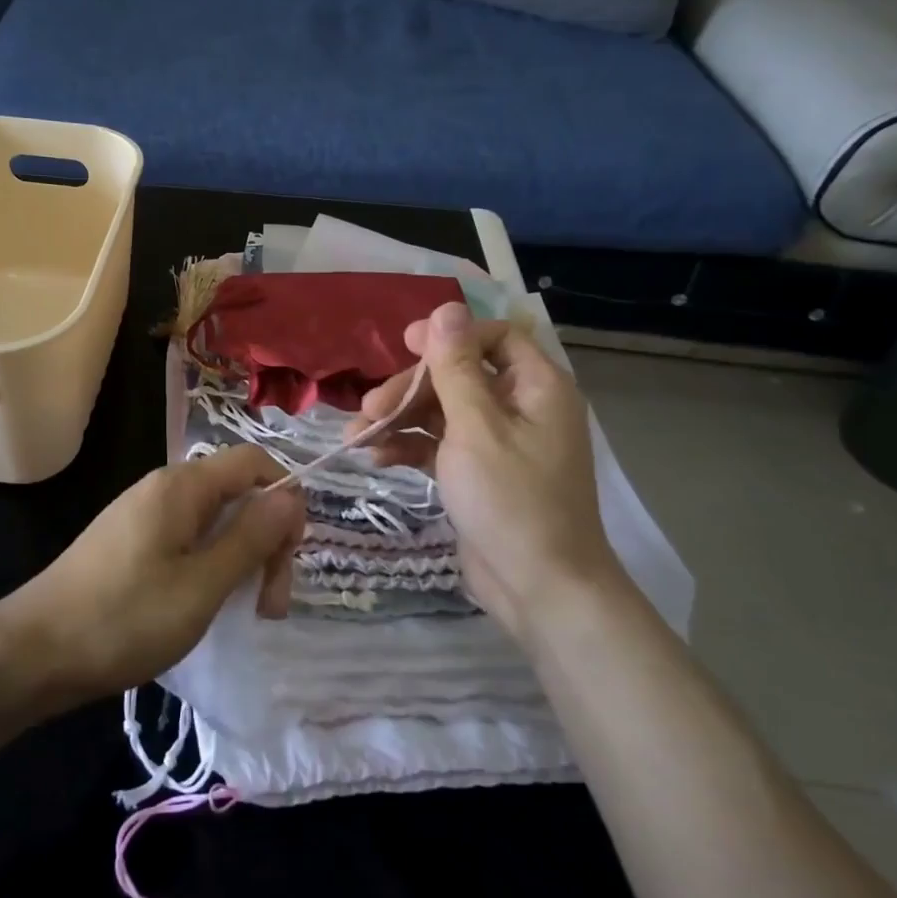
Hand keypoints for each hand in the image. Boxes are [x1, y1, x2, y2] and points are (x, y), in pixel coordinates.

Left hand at [0, 445, 304, 706]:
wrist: (34, 652)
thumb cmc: (124, 619)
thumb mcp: (202, 585)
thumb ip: (251, 537)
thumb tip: (291, 495)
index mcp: (183, 486)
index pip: (254, 462)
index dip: (285, 498)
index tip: (289, 556)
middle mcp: (164, 487)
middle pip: (237, 492)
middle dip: (265, 539)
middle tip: (269, 604)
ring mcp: (144, 513)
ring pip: (214, 519)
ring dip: (240, 557)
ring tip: (244, 610)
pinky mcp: (130, 540)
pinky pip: (187, 537)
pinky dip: (210, 564)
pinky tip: (205, 603)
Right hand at [348, 302, 619, 641]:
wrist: (539, 589)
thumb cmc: (512, 500)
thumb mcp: (476, 427)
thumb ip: (456, 367)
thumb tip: (446, 308)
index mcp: (536, 387)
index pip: (494, 338)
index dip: (449, 336)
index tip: (405, 345)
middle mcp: (520, 408)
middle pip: (458, 376)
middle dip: (410, 388)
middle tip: (369, 407)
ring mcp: (497, 443)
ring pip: (441, 412)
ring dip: (399, 420)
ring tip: (356, 436)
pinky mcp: (476, 473)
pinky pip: (438, 445)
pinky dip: (409, 448)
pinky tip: (376, 458)